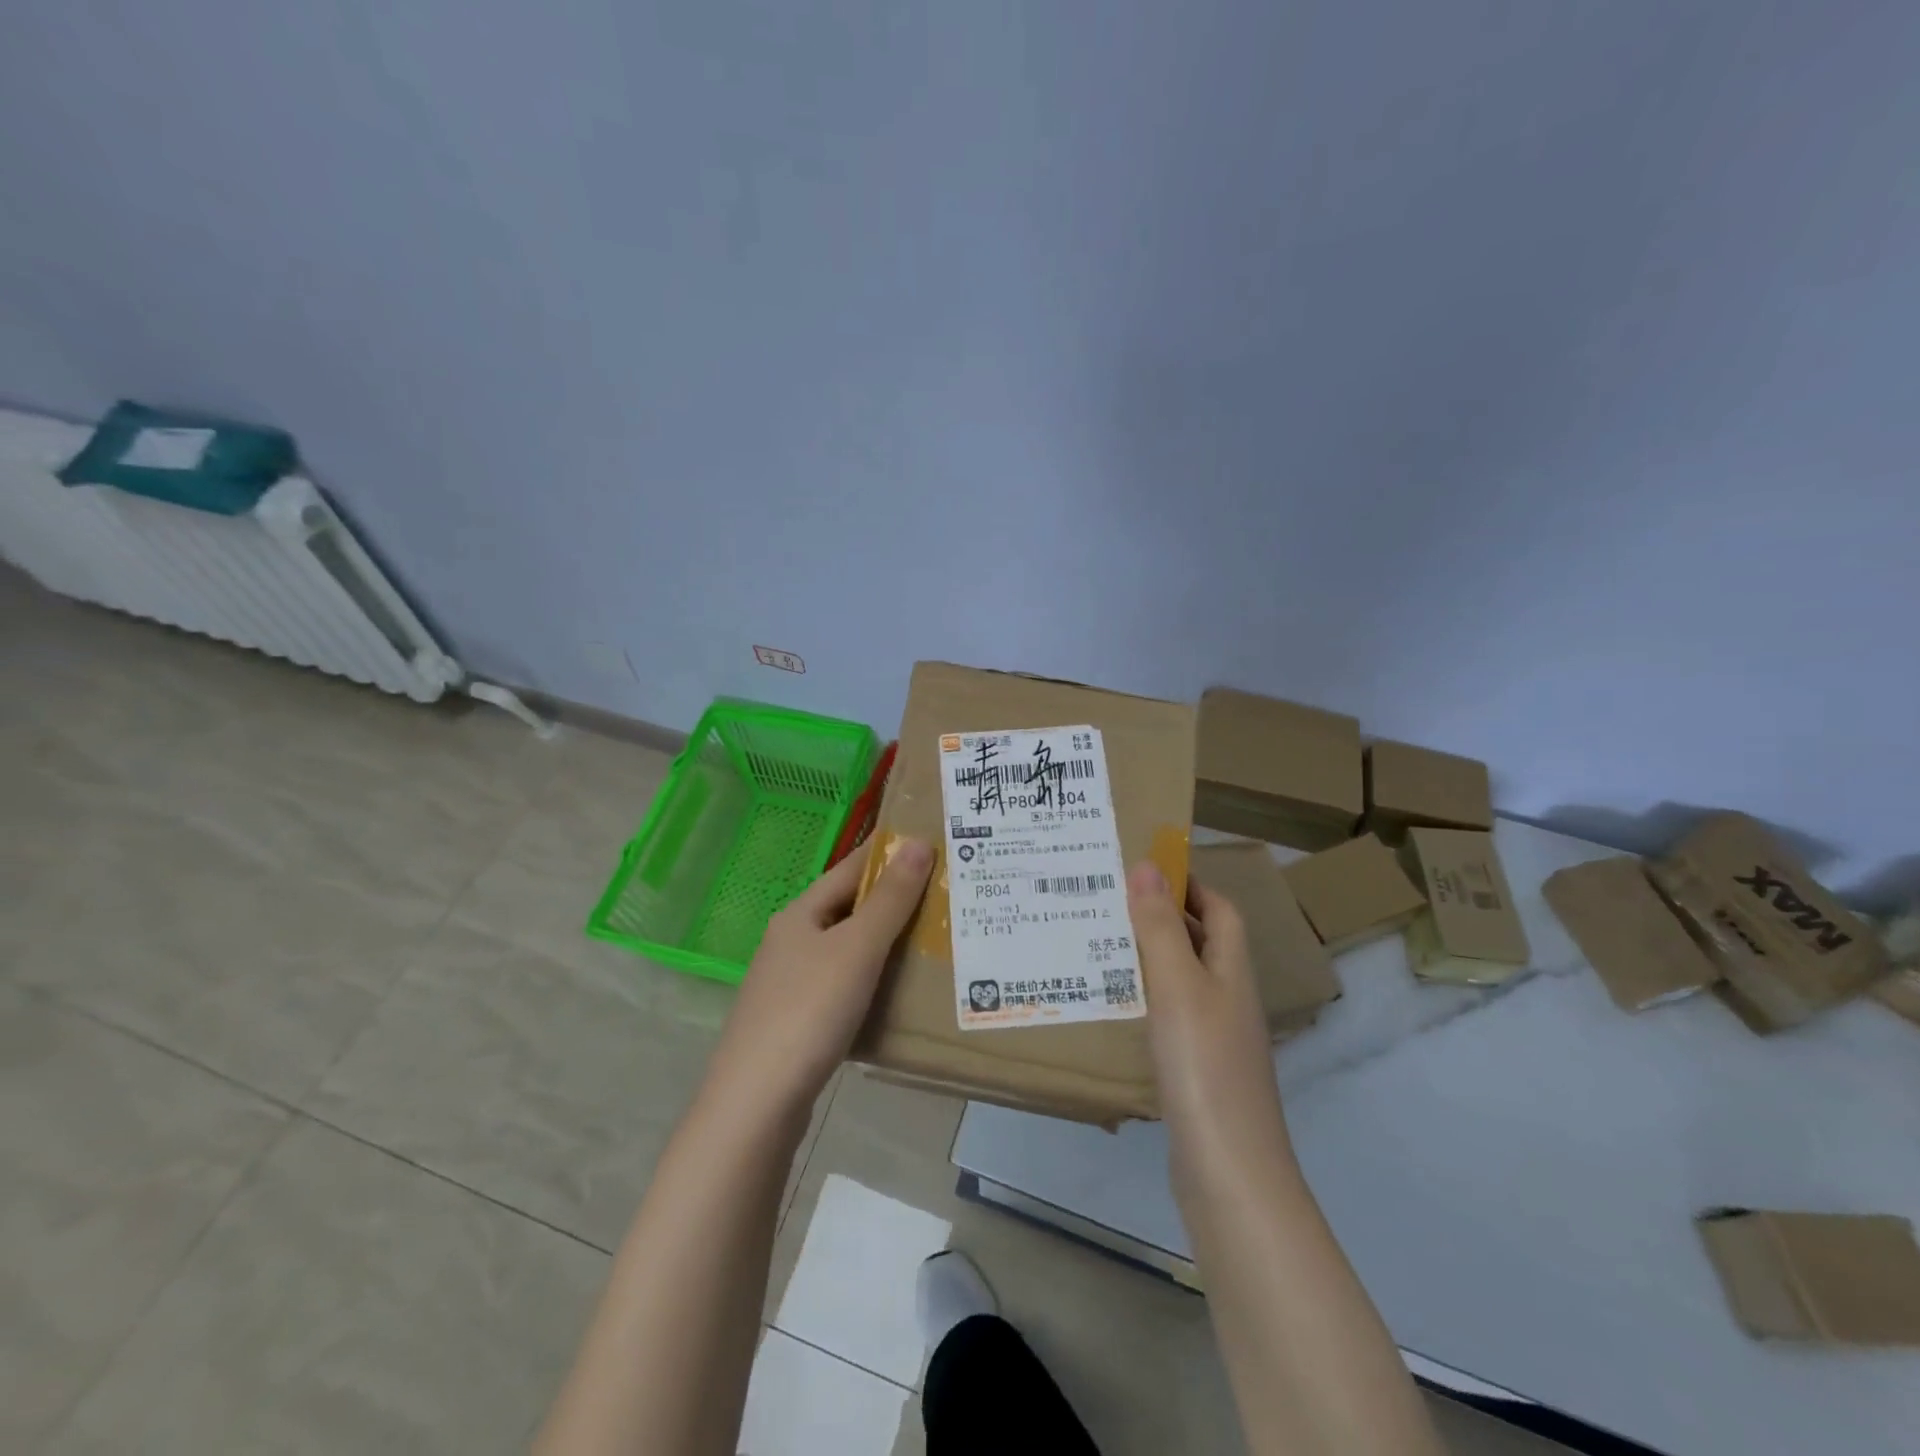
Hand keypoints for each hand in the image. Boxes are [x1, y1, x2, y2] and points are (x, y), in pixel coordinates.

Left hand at [704, 838, 934, 1119]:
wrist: (756, 1104)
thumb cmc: (809, 1011)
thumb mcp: (857, 948)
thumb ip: (890, 899)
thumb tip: (919, 843)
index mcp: (800, 914)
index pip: (850, 868)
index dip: (888, 852)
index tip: (930, 841)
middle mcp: (791, 941)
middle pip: (848, 908)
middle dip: (893, 899)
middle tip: (945, 893)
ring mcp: (790, 984)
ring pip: (847, 949)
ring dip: (885, 942)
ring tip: (933, 940)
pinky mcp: (797, 1022)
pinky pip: (844, 986)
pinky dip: (873, 980)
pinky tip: (899, 993)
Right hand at [1127, 861, 1292, 1188]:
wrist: (1229, 1174)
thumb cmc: (1204, 1066)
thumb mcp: (1178, 986)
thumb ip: (1161, 926)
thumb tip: (1148, 865)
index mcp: (1232, 972)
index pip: (1221, 910)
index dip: (1191, 884)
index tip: (1145, 868)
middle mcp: (1229, 999)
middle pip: (1201, 942)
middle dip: (1162, 916)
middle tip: (1108, 901)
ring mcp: (1215, 1038)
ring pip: (1181, 980)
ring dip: (1147, 957)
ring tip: (1098, 943)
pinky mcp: (1196, 1071)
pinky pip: (1169, 1017)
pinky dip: (1143, 1000)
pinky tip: (1112, 1005)